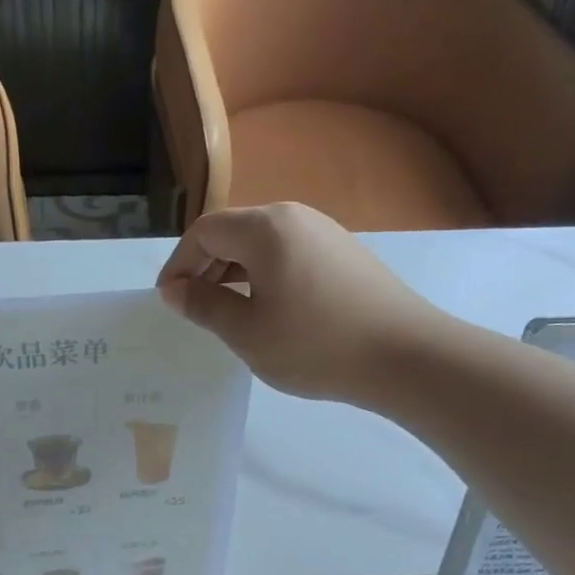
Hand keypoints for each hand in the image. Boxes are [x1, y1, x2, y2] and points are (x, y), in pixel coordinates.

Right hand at [156, 203, 436, 404]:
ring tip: (229, 314)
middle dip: (205, 267)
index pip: (204, 232)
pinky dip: (265, 276)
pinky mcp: (344, 254)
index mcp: (266, 228)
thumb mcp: (247, 332)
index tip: (170, 302)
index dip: (179, 264)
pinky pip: (289, 255)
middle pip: (233, 232)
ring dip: (234, 273)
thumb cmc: (315, 345)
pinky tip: (270, 312)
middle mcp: (295, 217)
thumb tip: (174, 290)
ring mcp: (324, 233)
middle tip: (195, 310)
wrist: (405, 356)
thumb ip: (204, 306)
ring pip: (262, 244)